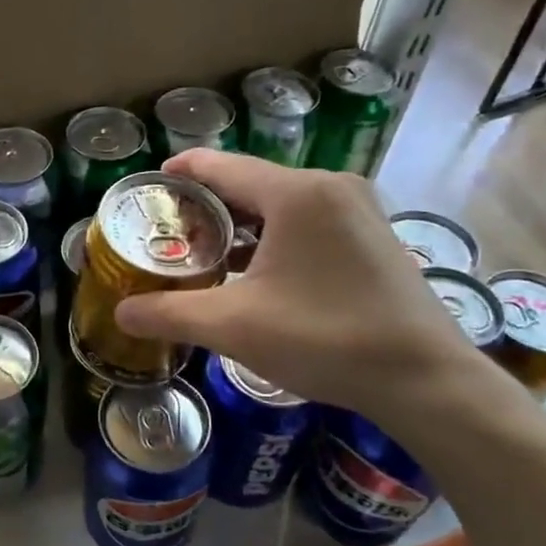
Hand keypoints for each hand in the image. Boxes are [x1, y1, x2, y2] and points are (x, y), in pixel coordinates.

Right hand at [114, 152, 490, 427]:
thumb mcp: (235, 327)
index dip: (178, 172)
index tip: (146, 188)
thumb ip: (171, 314)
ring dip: (240, 222)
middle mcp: (330, 186)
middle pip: (249, 182)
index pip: (220, 166)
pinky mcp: (373, 235)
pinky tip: (254, 268)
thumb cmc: (326, 339)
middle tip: (167, 231)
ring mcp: (358, 209)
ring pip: (281, 202)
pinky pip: (309, 220)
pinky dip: (274, 235)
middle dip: (205, 204)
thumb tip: (120, 314)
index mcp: (296, 193)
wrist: (425, 380)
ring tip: (203, 250)